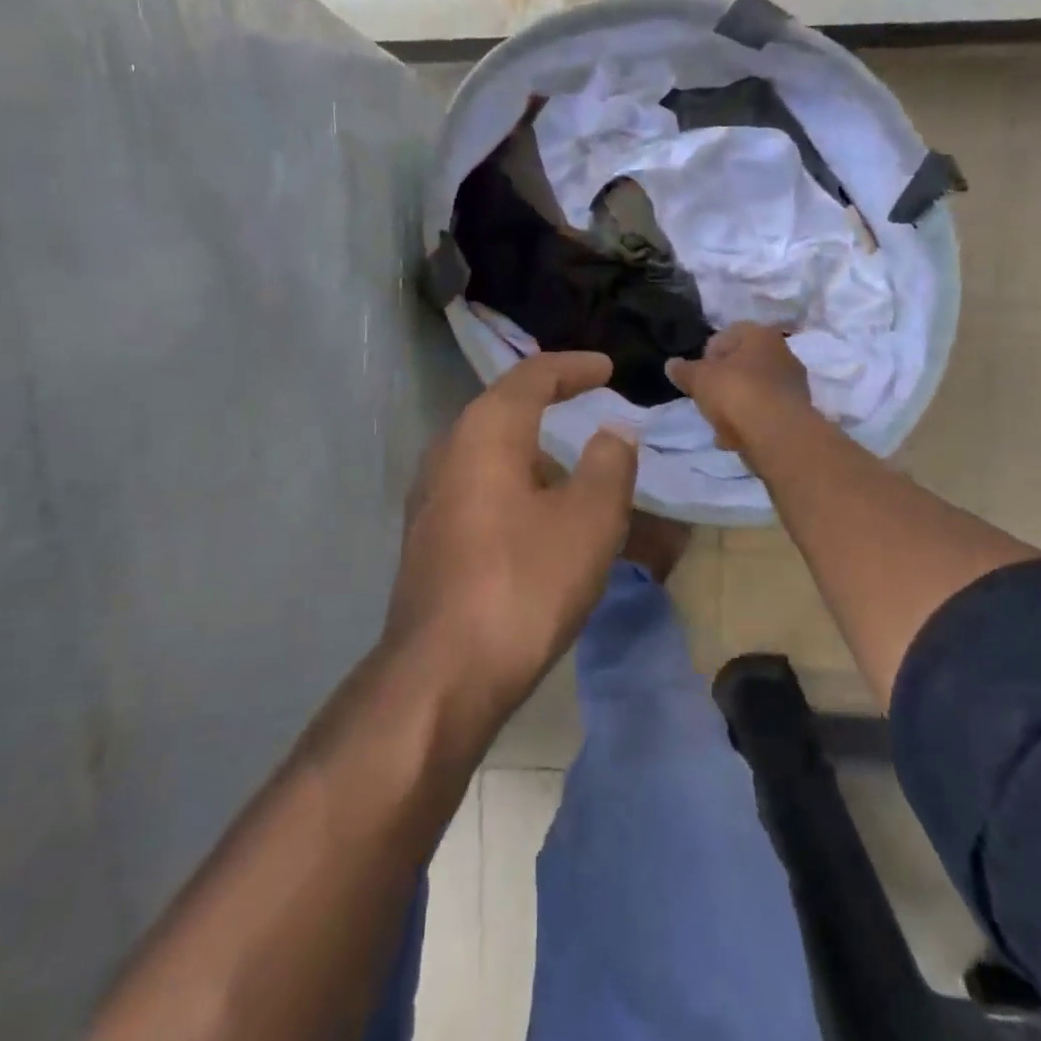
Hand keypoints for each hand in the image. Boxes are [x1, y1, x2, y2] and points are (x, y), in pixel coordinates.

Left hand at [387, 352, 638, 721]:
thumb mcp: (589, 521)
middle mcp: (448, 450)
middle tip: (592, 409)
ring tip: (577, 471)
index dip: (573, 367)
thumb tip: (613, 433)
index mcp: (485, 432)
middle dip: (552, 405)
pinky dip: (517, 485)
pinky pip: (480, 487)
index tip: (607, 368)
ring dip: (536, 453)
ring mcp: (430, 494)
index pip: (532, 376)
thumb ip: (609, 465)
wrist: (443, 672)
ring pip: (492, 453)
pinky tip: (541, 517)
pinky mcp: (428, 534)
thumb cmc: (524, 584)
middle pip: (505, 409)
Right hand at [667, 323, 814, 452]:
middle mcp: (783, 354)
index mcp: (761, 335)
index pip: (729, 334)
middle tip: (706, 397)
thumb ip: (683, 370)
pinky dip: (749, 423)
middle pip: (743, 364)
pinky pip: (764, 413)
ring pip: (754, 390)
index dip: (708, 353)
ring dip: (735, 404)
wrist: (777, 435)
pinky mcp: (796, 413)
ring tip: (718, 423)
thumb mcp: (698, 379)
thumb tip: (671, 365)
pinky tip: (733, 438)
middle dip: (723, 381)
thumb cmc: (736, 393)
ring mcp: (793, 384)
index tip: (697, 373)